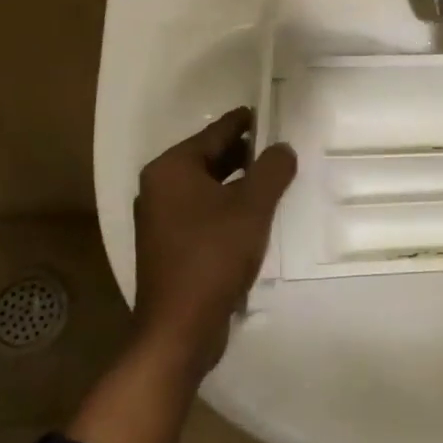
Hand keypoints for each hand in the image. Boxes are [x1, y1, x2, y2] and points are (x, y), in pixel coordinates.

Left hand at [132, 107, 296, 373]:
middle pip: (210, 159)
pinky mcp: (169, 246)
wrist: (179, 329)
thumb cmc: (213, 257)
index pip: (215, 133)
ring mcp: (161, 219)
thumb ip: (271, 170)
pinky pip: (204, 212)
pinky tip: (255, 216)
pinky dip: (228, 207)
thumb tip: (282, 148)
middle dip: (245, 154)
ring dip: (239, 183)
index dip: (246, 122)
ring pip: (208, 188)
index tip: (271, 113)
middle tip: (281, 148)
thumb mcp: (252, 207)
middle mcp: (159, 188)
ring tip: (275, 179)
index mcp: (171, 169)